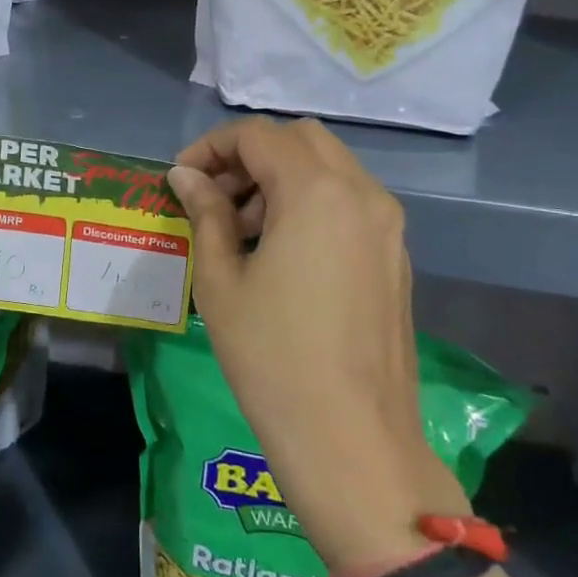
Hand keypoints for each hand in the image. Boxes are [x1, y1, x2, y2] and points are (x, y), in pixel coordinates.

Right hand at [168, 119, 467, 575]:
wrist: (352, 441)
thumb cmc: (272, 357)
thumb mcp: (220, 279)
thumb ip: (205, 213)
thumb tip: (185, 176)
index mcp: (316, 191)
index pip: (257, 135)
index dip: (211, 148)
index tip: (182, 180)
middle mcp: (361, 193)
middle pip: (299, 138)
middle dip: (249, 156)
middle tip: (214, 198)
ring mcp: (387, 225)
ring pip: (328, 166)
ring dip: (280, 177)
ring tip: (242, 231)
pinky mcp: (395, 255)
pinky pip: (348, 201)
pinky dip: (309, 201)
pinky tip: (281, 252)